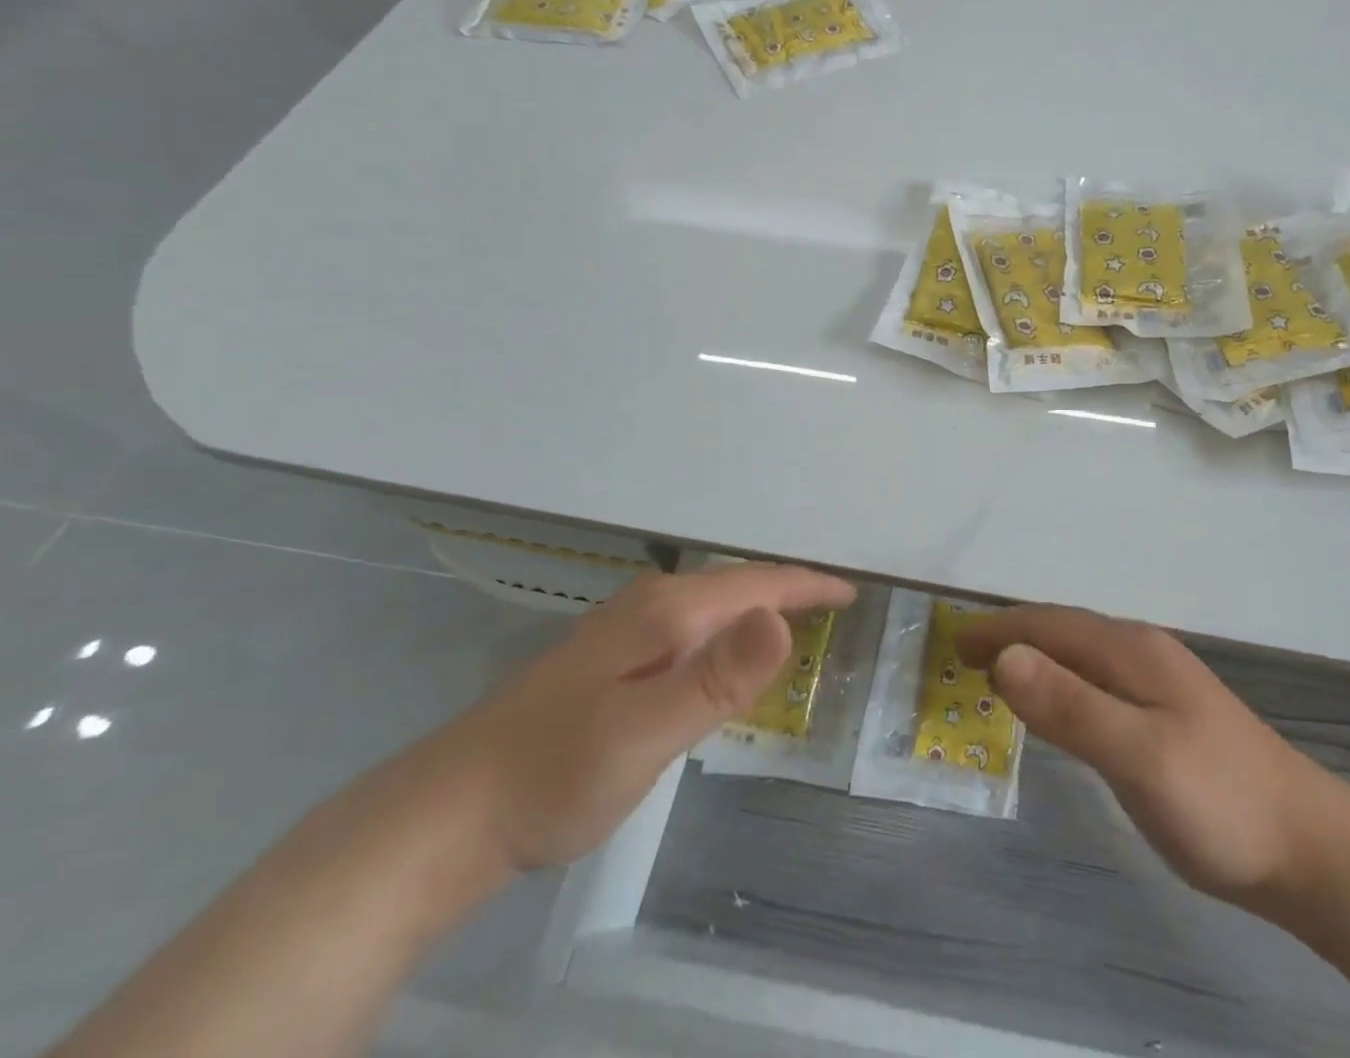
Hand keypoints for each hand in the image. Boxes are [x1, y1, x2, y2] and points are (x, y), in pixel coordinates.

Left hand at [430, 563, 853, 872]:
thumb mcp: (645, 733)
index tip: (851, 593)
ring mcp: (624, 630)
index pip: (756, 583)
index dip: (807, 587)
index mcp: (667, 613)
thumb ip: (717, 677)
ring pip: (710, 603)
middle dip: (788, 589)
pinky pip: (690, 626)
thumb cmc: (556, 774)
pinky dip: (726, 627)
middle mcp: (649, 606)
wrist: (450, 813)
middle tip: (833, 606)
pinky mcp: (609, 658)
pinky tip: (721, 652)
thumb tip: (782, 620)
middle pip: (736, 585)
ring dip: (757, 604)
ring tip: (794, 619)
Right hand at [958, 605, 1343, 912]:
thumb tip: (1006, 657)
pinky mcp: (1169, 713)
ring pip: (1082, 655)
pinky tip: (1061, 705)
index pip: (1050, 624)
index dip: (1000, 629)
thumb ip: (1071, 706)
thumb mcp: (1138, 756)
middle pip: (1064, 631)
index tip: (954, 642)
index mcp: (1132, 650)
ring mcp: (1161, 682)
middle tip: (965, 659)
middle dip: (1013, 638)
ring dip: (1037, 658)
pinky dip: (1063, 682)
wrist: (1311, 848)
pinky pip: (1098, 681)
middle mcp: (1144, 652)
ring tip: (999, 676)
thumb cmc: (1219, 801)